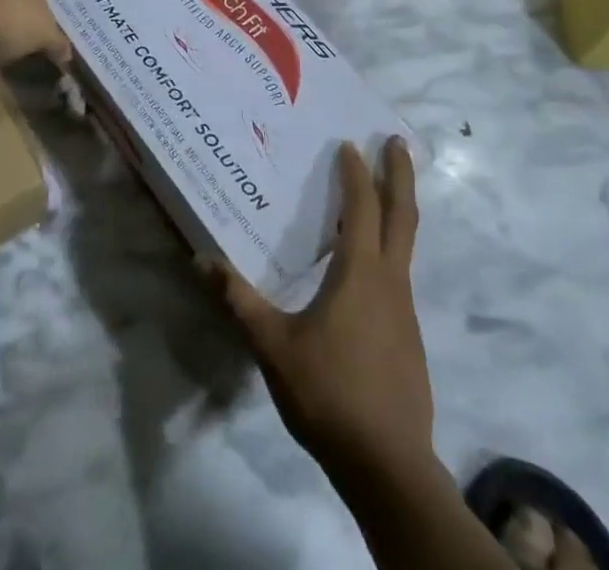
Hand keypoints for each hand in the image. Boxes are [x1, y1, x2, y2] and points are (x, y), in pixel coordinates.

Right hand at [214, 137, 431, 484]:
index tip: (350, 143)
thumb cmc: (329, 394)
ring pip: (405, 245)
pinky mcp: (409, 337)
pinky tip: (368, 268)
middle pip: (403, 215)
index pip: (362, 207)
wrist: (389, 467)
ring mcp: (405, 311)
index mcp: (361, 274)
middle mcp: (390, 282)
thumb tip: (200, 259)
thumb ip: (238, 300)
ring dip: (396, 210)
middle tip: (396, 141)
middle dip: (400, 174)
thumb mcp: (272, 345)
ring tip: (379, 195)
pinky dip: (390, 248)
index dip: (356, 173)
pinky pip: (400, 274)